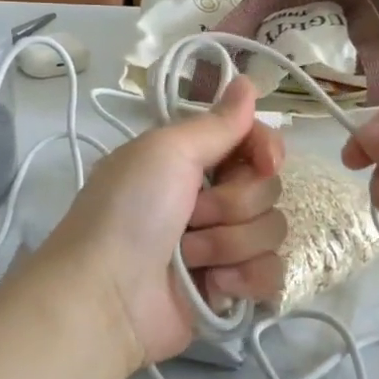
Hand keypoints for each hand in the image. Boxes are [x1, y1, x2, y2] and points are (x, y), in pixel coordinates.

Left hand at [43, 79, 286, 365]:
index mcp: (191, 160)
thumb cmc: (129, 212)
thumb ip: (216, 123)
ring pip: (271, 230)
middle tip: (191, 216)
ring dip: (229, 244)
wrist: (106, 297)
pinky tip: (214, 287)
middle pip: (267, 188)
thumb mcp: (165, 151)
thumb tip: (246, 81)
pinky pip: (271, 272)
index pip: (254, 142)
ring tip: (189, 257)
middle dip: (232, 204)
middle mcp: (209, 198)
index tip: (265, 161)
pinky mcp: (229, 288)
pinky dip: (244, 279)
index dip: (265, 149)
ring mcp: (221, 245)